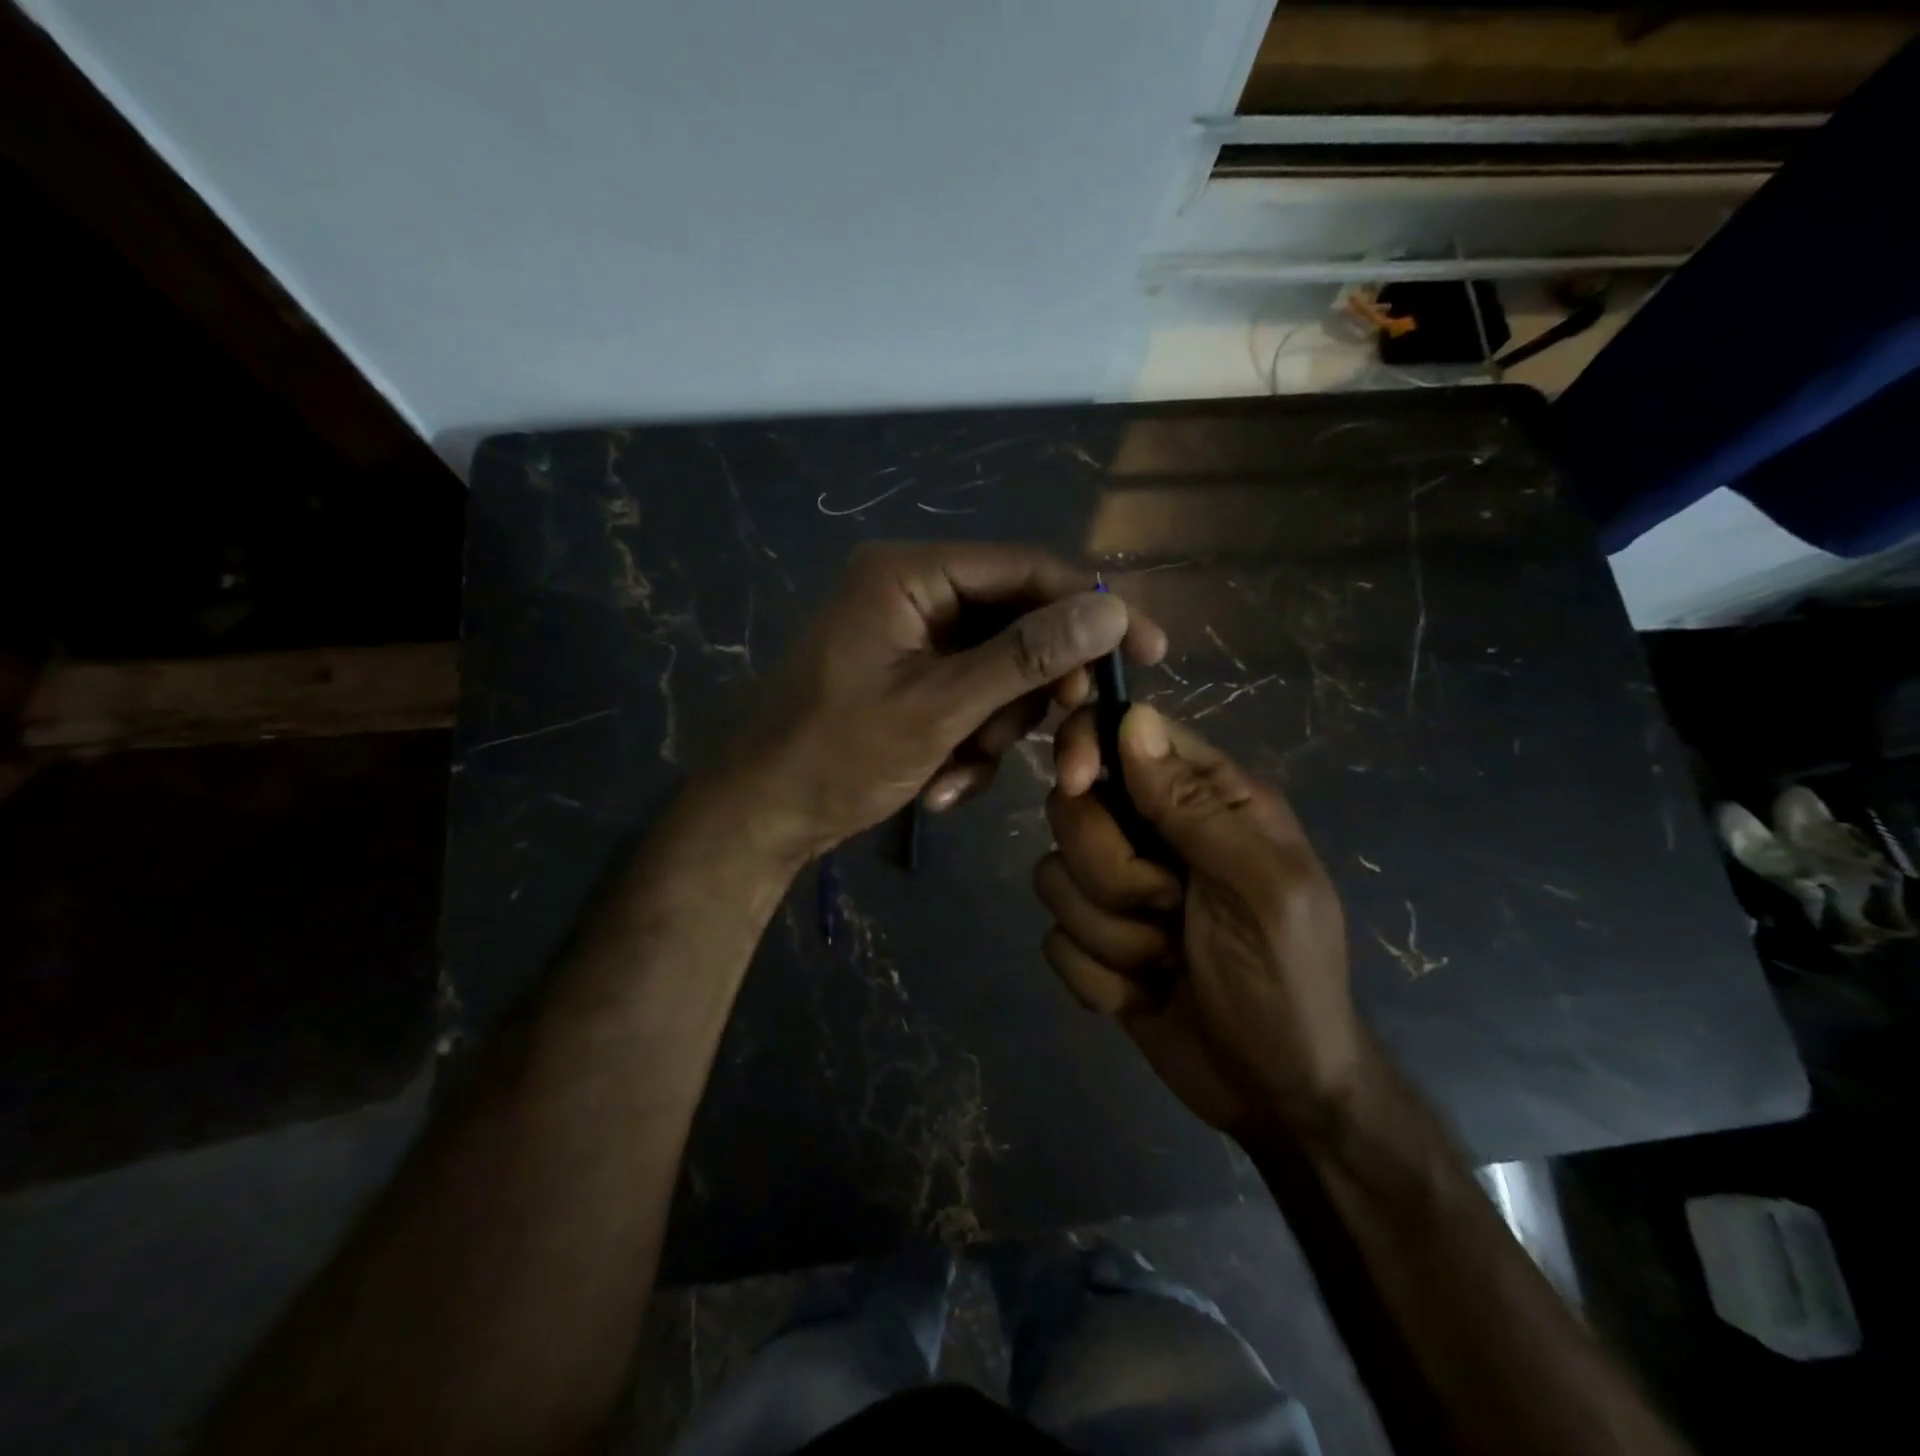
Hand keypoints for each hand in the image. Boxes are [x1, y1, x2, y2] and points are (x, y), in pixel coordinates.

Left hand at [737, 542, 1165, 859]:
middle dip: (1036, 698)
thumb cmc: (838, 755)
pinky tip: (939, 784)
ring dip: (997, 733)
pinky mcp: (916, 682)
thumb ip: (1026, 658)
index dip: (1092, 610)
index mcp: (911, 575)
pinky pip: (975, 703)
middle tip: (1069, 753)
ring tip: (959, 772)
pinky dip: (970, 747)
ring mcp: (916, 641)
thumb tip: (1111, 613)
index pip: (1027, 571)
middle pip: (1020, 627)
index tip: (1150, 652)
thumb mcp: (940, 708)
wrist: (764, 817)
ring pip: (1003, 675)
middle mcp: (916, 595)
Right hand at [1035, 704, 1360, 1139]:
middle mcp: (1153, 832)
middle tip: (1169, 909)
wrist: (1276, 1095)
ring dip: (1110, 934)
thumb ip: (1196, 805)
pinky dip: (1098, 975)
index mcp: (1207, 800)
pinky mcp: (1094, 941)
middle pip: (1073, 810)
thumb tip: (1134, 716)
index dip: (1086, 748)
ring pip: (1054, 876)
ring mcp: (1118, 889)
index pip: (1125, 735)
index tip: (1076, 784)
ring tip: (1166, 961)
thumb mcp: (1261, 889)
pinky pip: (1054, 938)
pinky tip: (1145, 993)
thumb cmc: (1287, 982)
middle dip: (1111, 873)